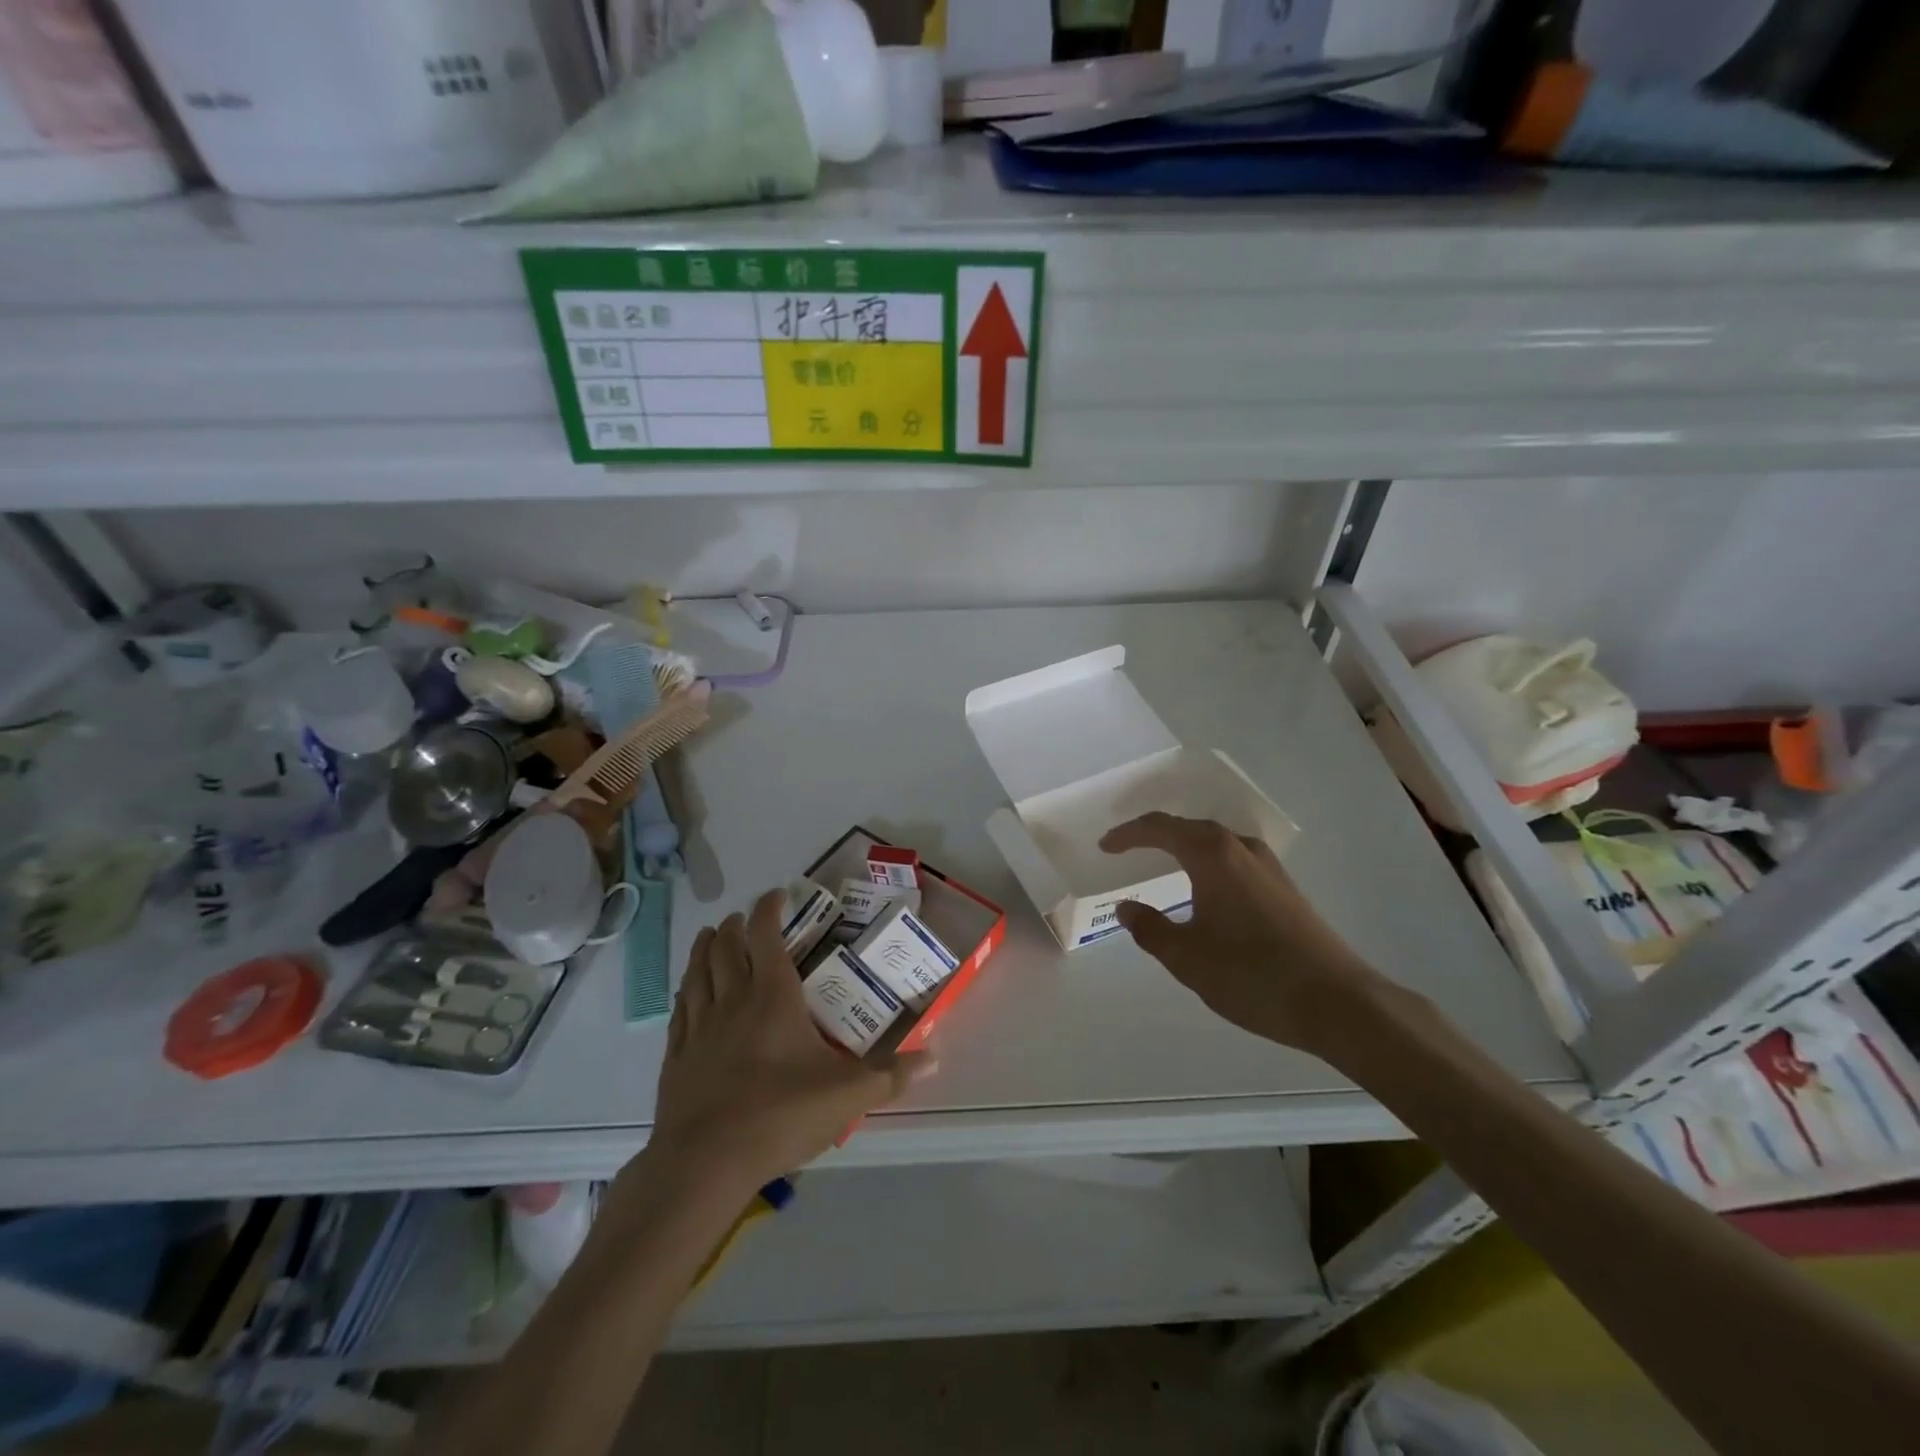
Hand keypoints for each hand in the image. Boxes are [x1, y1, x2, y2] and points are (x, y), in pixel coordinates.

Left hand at [646, 890, 931, 1190]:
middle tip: (743, 917)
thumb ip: (891, 1075)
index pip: (766, 936)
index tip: (776, 894)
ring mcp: (700, 1027)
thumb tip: (934, 1056)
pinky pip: (680, 1008)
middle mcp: (733, 1000)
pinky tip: (687, 990)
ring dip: (704, 948)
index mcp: (772, 997)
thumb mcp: (847, 1096)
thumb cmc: (780, 1116)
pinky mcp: (676, 1056)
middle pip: (726, 947)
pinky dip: (685, 989)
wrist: (705, 1163)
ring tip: (709, 935)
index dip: (769, 909)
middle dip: (734, 925)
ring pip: (698, 972)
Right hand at [1099, 813, 1394, 1061]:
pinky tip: (1206, 887)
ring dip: (1185, 846)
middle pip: (1190, 828)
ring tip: (1163, 860)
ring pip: (1217, 842)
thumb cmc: (1252, 974)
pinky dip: (1209, 862)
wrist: (1338, 1003)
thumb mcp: (1187, 957)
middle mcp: (1242, 849)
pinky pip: (1235, 859)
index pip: (1160, 828)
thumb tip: (1126, 908)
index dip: (1128, 835)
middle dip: (1155, 834)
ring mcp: (1269, 867)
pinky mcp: (1286, 889)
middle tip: (1128, 848)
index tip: (1105, 846)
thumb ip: (1150, 928)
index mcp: (1213, 855)